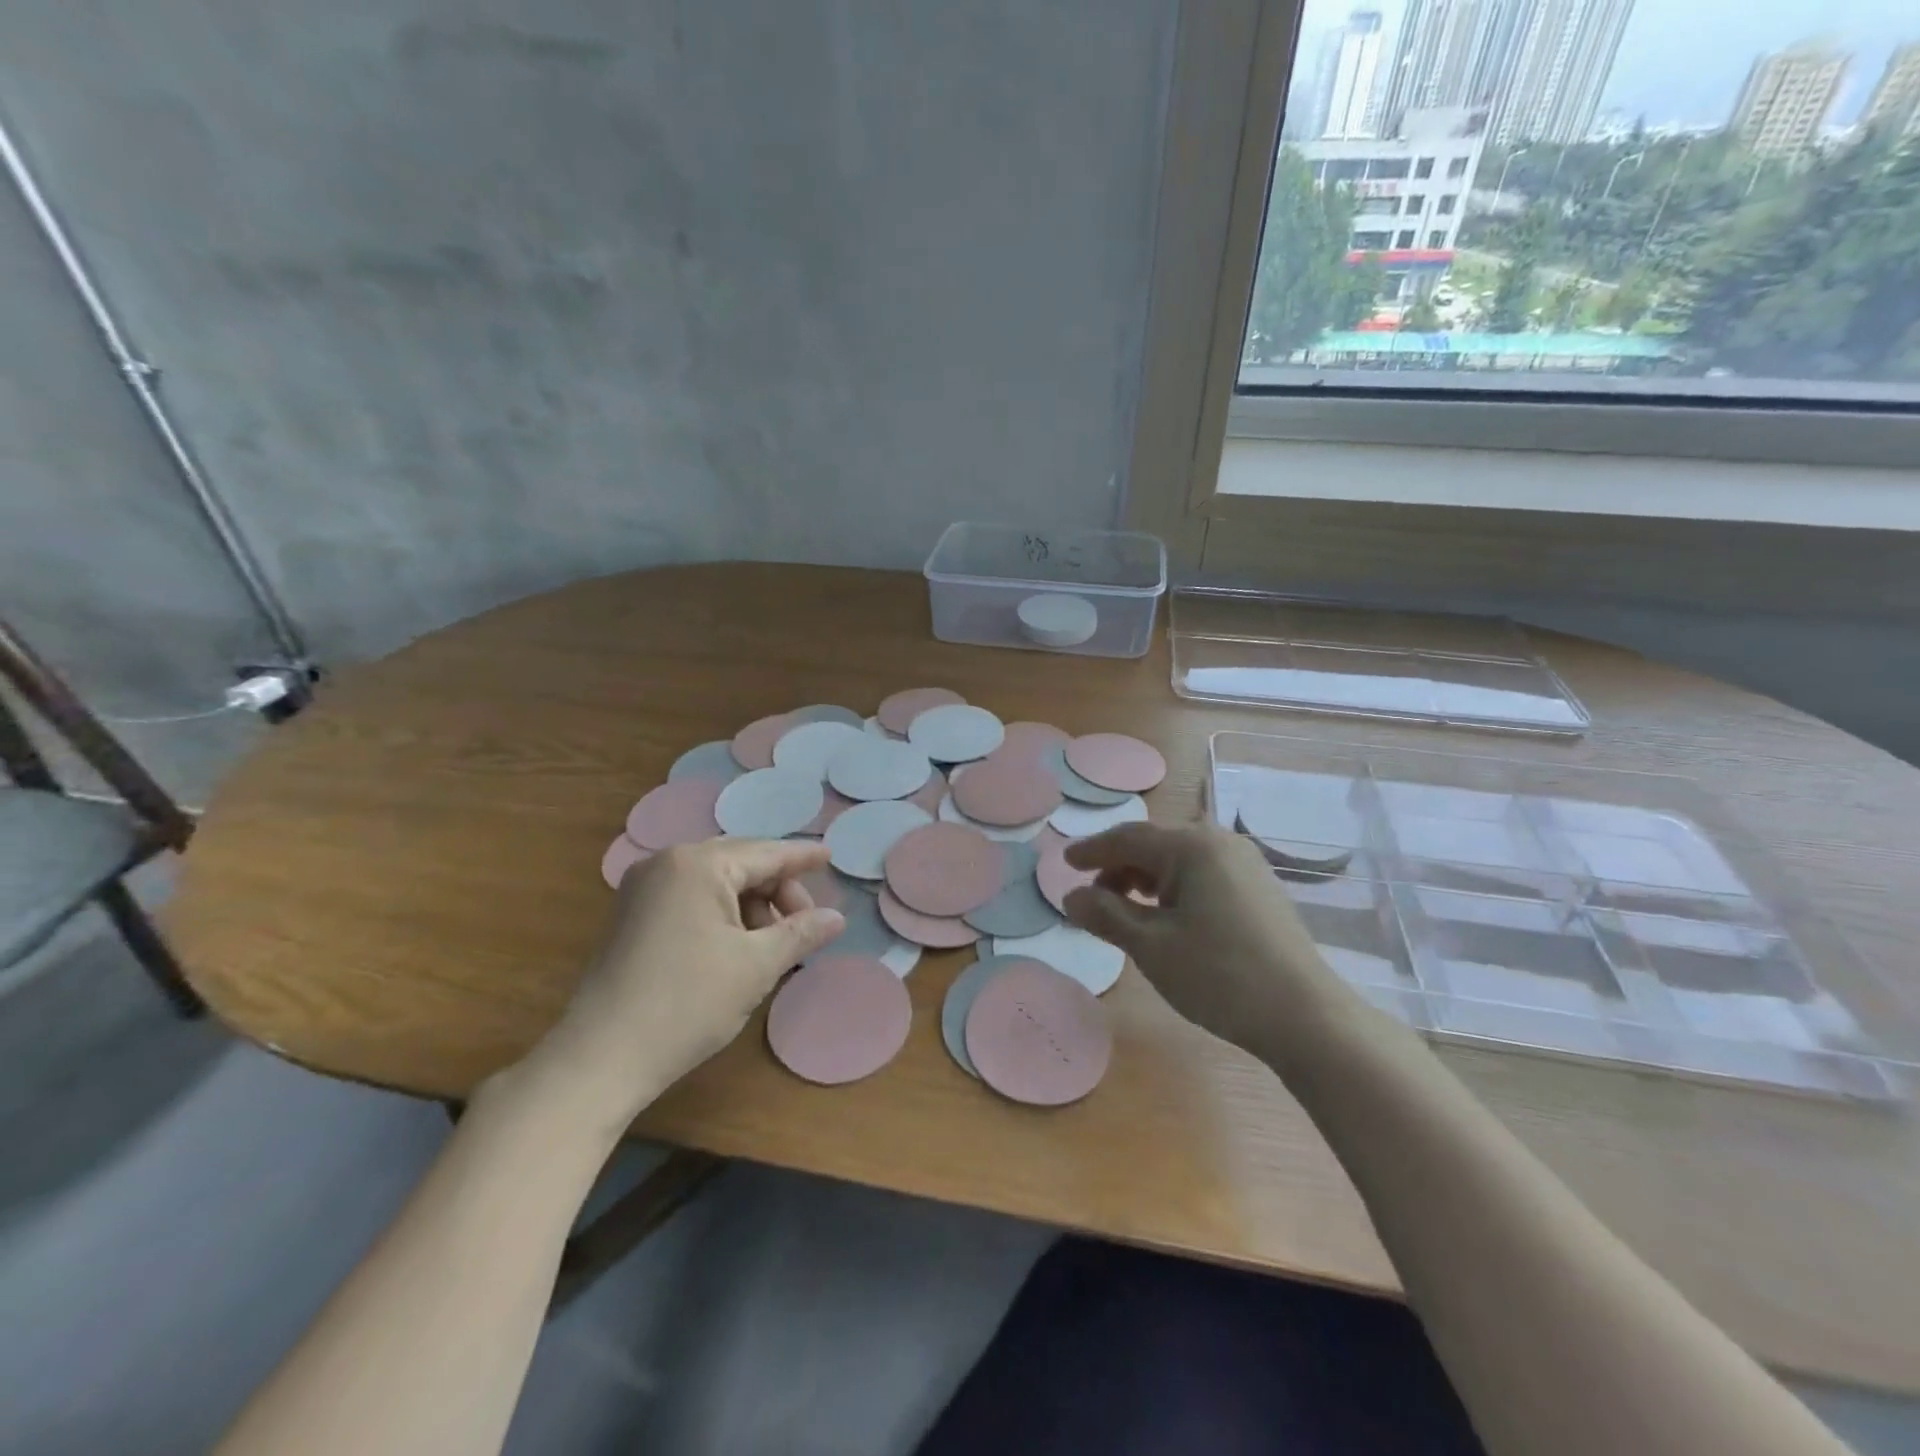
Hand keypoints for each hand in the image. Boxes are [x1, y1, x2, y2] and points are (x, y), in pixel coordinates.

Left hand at [519, 838, 844, 1131]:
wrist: (600, 1058)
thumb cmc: (687, 1004)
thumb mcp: (756, 967)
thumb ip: (801, 933)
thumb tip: (837, 917)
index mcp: (698, 864)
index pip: (766, 853)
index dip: (803, 857)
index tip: (831, 857)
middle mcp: (667, 862)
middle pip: (741, 862)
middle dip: (777, 889)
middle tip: (804, 925)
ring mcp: (644, 887)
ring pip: (716, 880)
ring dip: (751, 904)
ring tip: (772, 943)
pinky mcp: (632, 913)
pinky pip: (692, 895)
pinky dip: (723, 912)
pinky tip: (737, 944)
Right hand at [1062, 823, 1349, 1062]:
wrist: (1304, 1015)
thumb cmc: (1219, 975)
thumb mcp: (1151, 946)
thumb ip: (1106, 915)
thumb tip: (1072, 896)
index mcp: (1192, 846)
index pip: (1127, 838)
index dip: (1091, 850)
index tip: (1064, 863)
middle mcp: (1220, 842)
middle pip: (1154, 845)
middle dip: (1118, 869)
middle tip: (1092, 899)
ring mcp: (1245, 864)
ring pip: (1179, 861)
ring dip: (1145, 880)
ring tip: (1125, 912)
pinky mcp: (1259, 888)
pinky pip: (1202, 874)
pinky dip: (1173, 890)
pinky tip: (1166, 918)